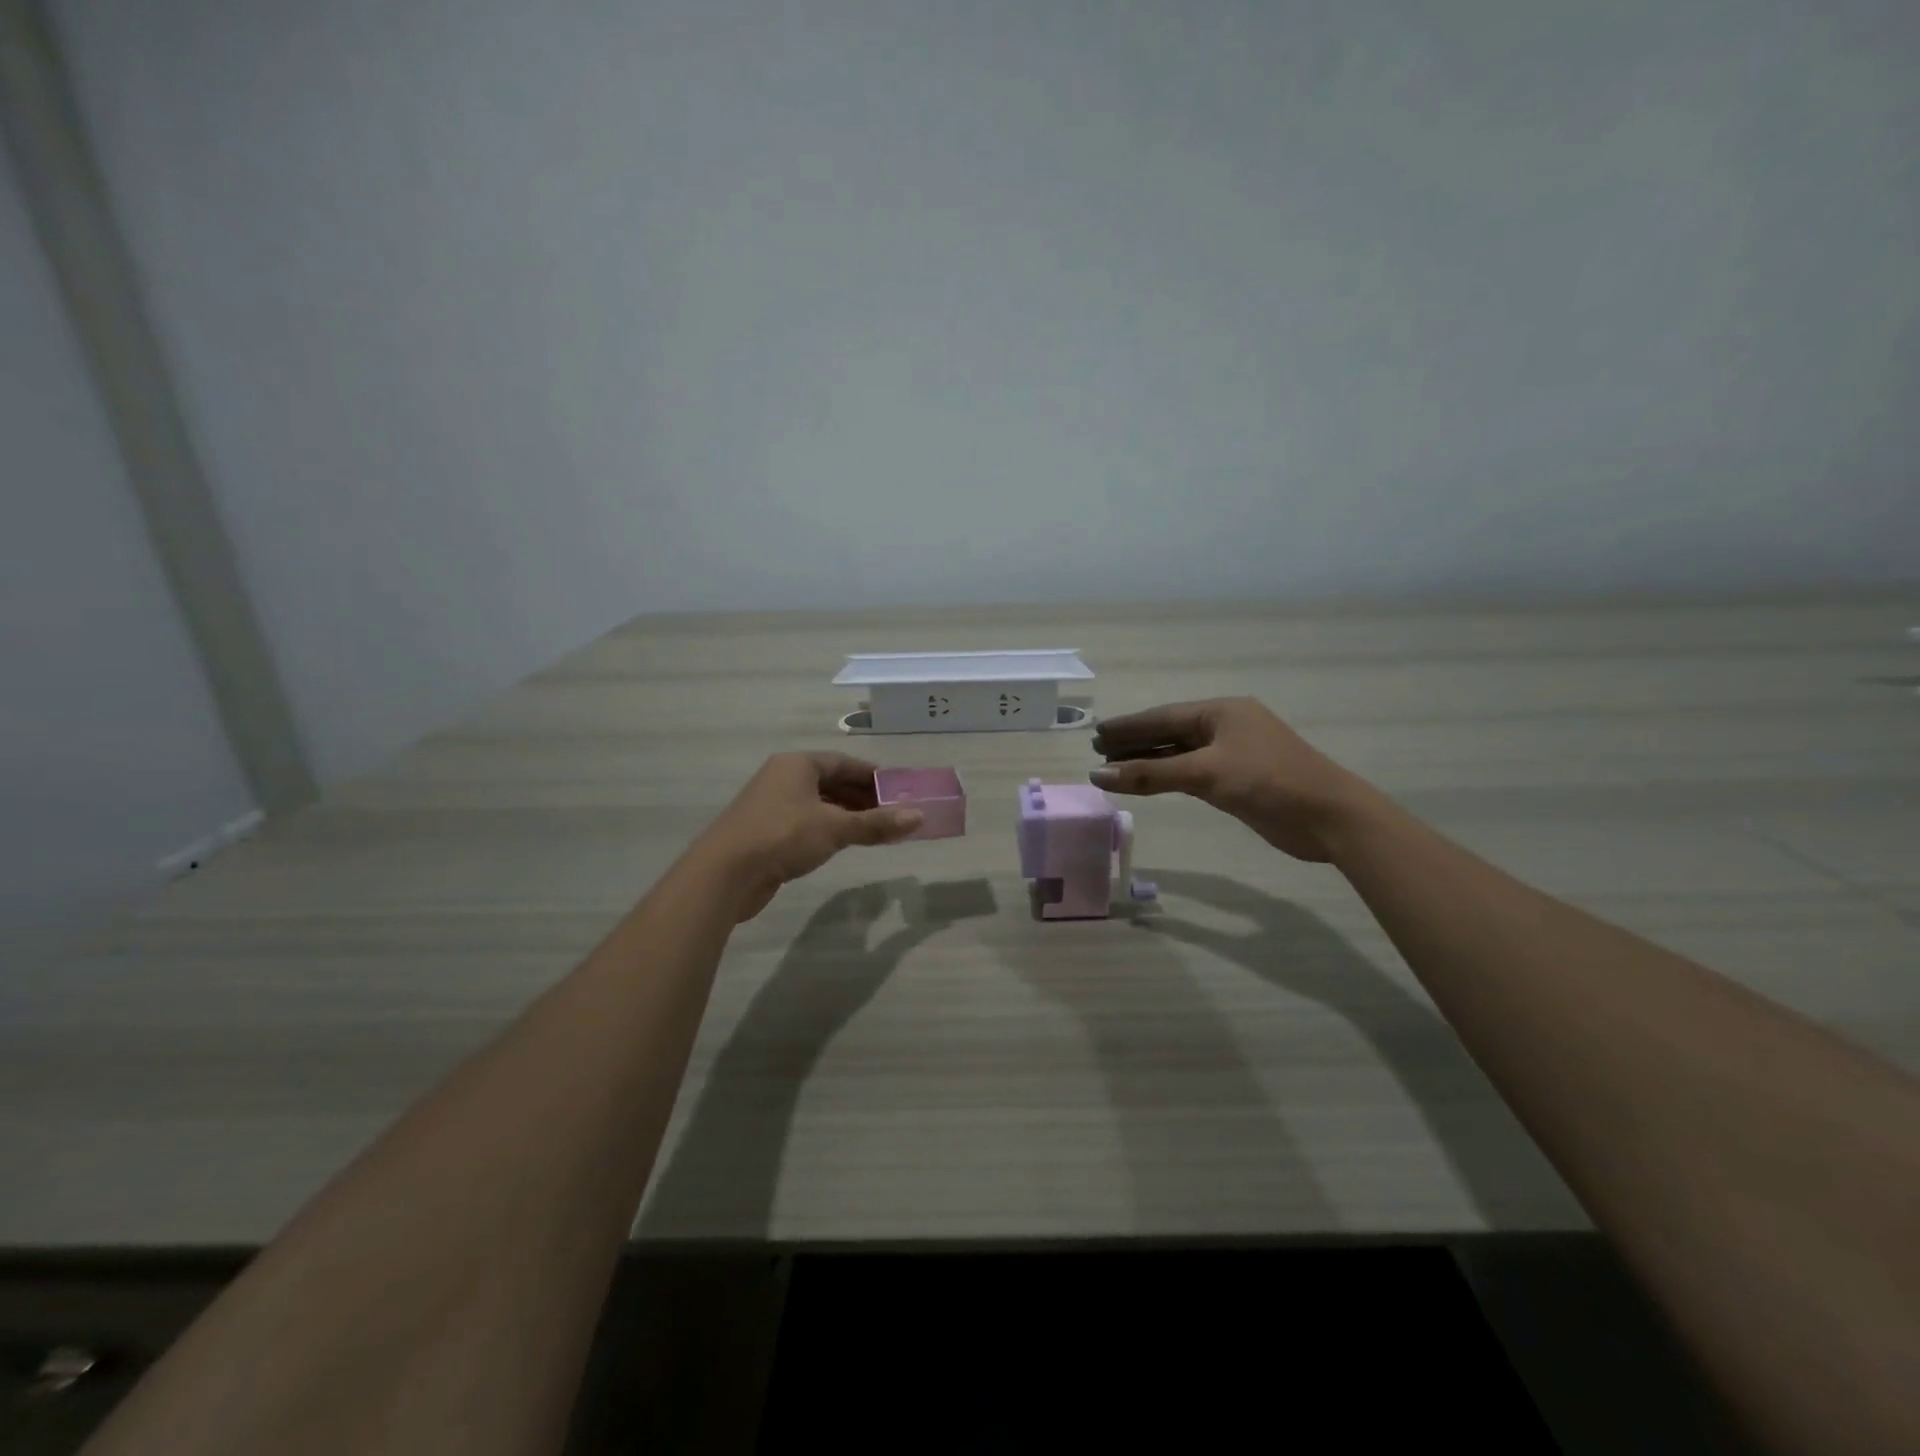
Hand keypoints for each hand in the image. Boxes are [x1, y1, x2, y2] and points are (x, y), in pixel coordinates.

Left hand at [690, 753, 923, 920]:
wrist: (724, 873)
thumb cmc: (783, 836)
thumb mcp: (835, 828)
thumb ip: (876, 823)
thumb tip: (919, 817)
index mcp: (797, 764)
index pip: (844, 762)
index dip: (873, 775)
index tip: (898, 790)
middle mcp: (783, 777)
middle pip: (831, 781)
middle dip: (862, 797)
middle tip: (892, 813)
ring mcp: (771, 804)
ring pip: (819, 804)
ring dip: (847, 815)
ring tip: (875, 830)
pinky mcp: (766, 831)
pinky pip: (806, 822)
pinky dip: (828, 828)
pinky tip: (843, 843)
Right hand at [1090, 698, 1377, 862]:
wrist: (1328, 816)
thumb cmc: (1267, 782)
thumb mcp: (1205, 774)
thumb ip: (1150, 774)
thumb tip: (1099, 775)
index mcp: (1221, 711)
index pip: (1163, 717)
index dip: (1128, 726)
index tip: (1096, 733)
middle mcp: (1226, 726)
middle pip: (1170, 732)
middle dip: (1135, 742)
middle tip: (1099, 751)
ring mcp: (1234, 753)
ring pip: (1181, 753)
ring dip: (1149, 761)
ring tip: (1115, 768)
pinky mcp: (1240, 779)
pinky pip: (1193, 772)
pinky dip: (1169, 776)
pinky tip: (1150, 781)